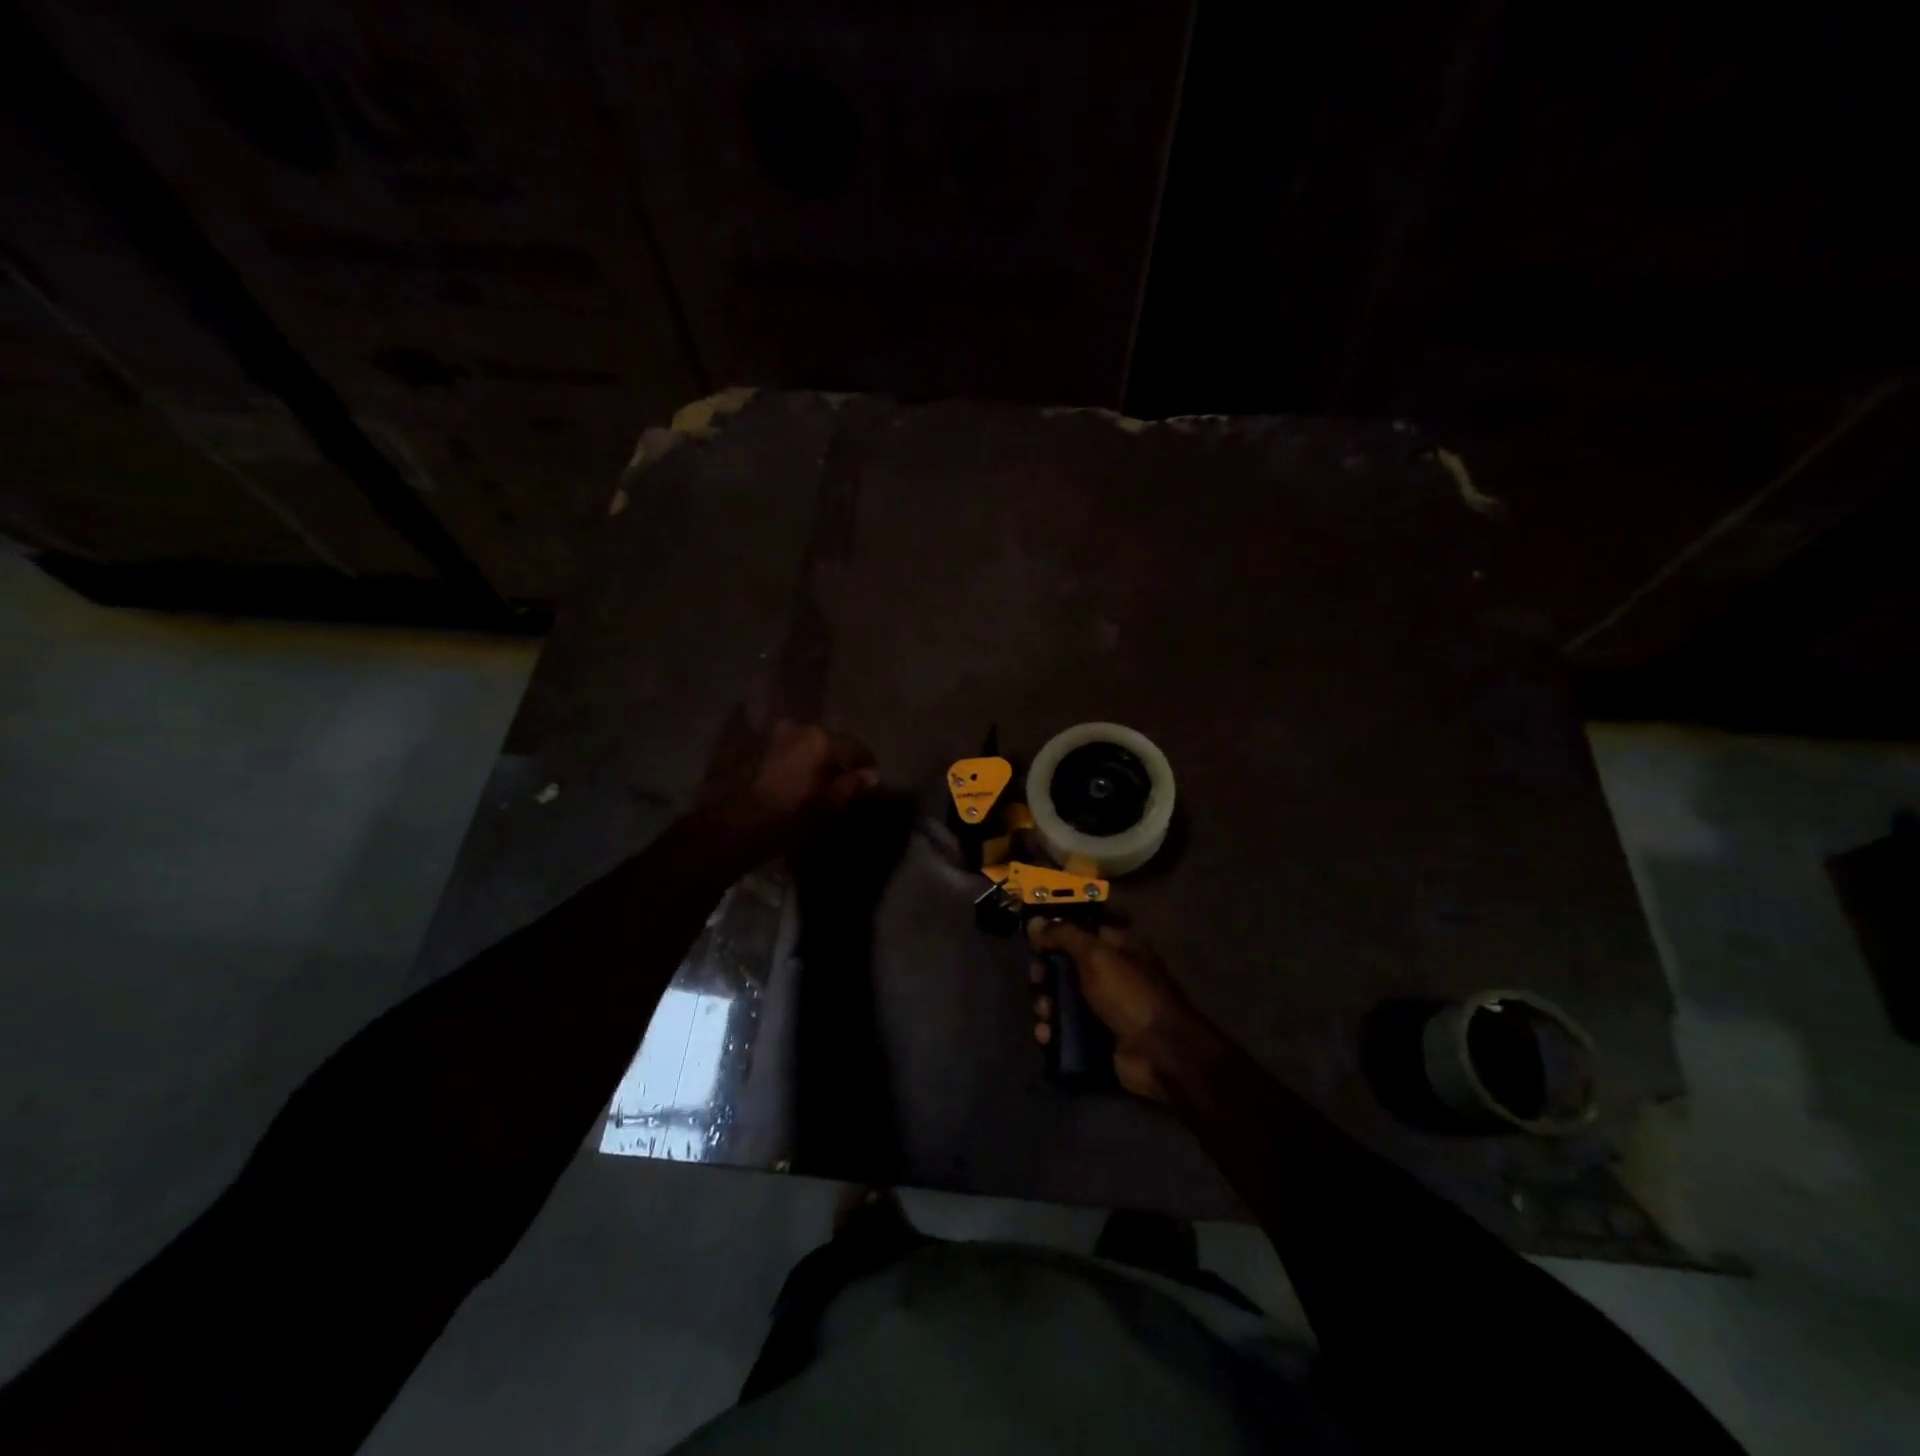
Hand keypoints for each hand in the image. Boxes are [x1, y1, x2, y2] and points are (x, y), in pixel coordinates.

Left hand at [695, 719, 878, 865]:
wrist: (738, 825)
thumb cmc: (791, 814)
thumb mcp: (829, 804)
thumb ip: (852, 785)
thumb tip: (871, 775)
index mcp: (820, 738)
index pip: (855, 747)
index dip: (866, 764)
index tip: (871, 780)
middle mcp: (798, 729)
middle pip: (829, 744)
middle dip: (839, 762)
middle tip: (845, 785)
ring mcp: (775, 737)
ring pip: (807, 748)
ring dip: (816, 763)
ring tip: (820, 786)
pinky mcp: (758, 750)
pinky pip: (789, 754)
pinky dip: (798, 765)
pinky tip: (799, 785)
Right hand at [1025, 920, 1212, 1102]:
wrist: (1159, 1053)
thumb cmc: (1129, 995)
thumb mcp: (1096, 956)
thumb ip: (1064, 935)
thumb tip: (1035, 921)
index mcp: (1117, 948)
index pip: (1080, 933)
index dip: (1056, 935)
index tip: (1034, 944)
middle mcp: (1110, 975)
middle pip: (1067, 968)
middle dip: (1046, 975)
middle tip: (1037, 982)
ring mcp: (1103, 1009)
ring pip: (1063, 1001)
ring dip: (1046, 1005)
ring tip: (1044, 1015)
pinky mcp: (1097, 1038)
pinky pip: (1066, 1030)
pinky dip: (1052, 1032)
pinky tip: (1046, 1036)